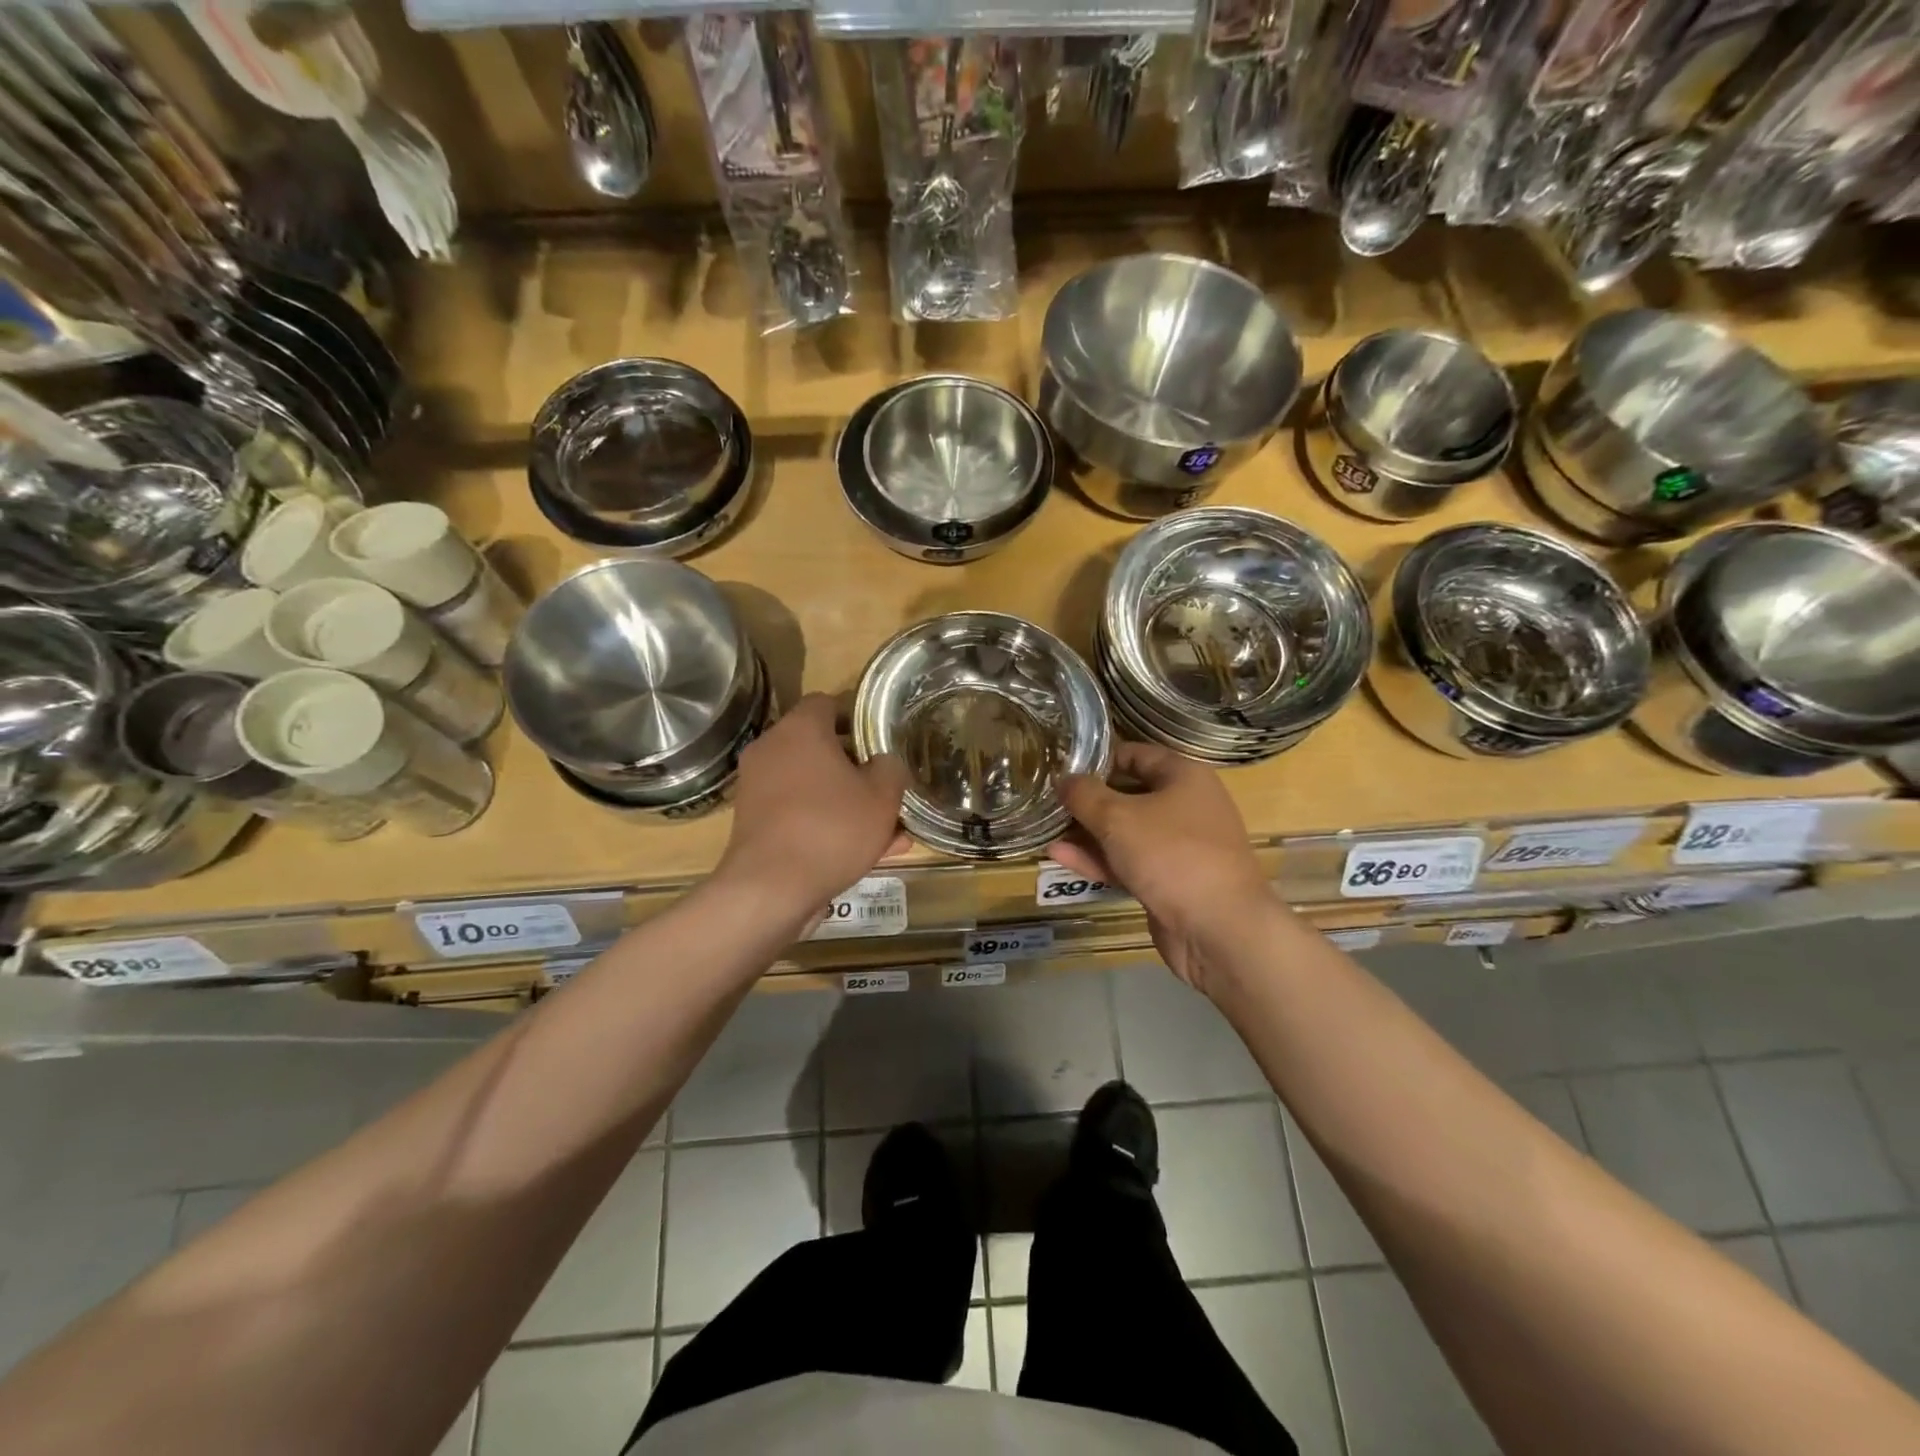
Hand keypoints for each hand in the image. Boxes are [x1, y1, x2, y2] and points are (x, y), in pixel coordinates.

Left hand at [717, 694, 908, 920]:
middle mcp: (772, 749)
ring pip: (813, 786)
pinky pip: (799, 813)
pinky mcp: (754, 822)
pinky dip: (825, 825)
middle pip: (820, 747)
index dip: (857, 719)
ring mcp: (757, 787)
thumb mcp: (882, 796)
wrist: (770, 888)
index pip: (828, 703)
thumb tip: (884, 762)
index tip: (880, 742)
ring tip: (886, 832)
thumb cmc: (831, 828)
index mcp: (800, 729)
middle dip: (855, 769)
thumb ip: (891, 769)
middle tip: (886, 790)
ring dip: (845, 802)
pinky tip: (863, 854)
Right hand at [1050, 742, 1271, 993]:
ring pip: (1126, 833)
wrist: (1219, 929)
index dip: (1099, 758)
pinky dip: (1099, 859)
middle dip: (1089, 800)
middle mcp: (1185, 807)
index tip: (1063, 765)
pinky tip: (1060, 856)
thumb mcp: (1117, 817)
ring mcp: (1179, 848)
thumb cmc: (1171, 855)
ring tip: (1047, 830)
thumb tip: (1063, 779)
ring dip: (1088, 833)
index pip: (1136, 754)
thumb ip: (1084, 794)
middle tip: (1049, 801)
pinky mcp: (1169, 882)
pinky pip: (1128, 862)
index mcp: (1184, 777)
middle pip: (1129, 795)